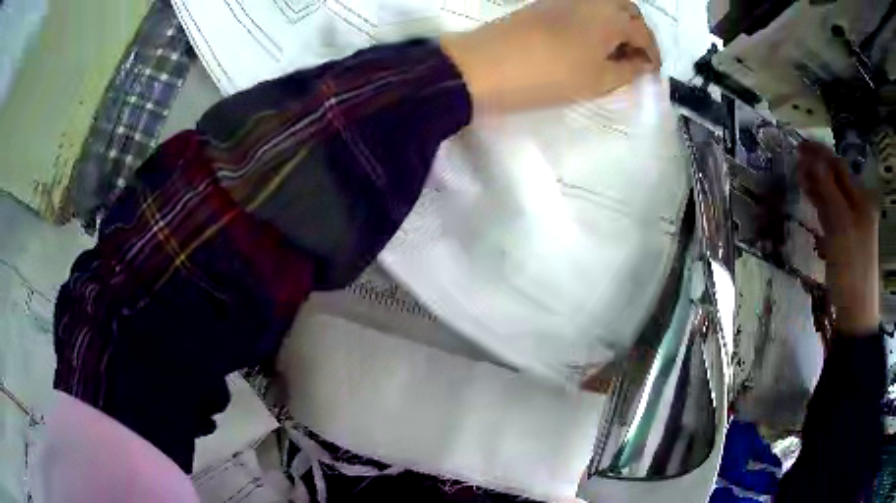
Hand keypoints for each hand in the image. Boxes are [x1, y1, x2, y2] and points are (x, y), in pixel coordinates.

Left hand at [441, 0, 660, 112]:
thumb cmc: (549, 76)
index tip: (652, 73)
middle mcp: (592, 0)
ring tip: (613, 53)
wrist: (486, 64)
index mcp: (611, 17)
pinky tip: (590, 42)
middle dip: (638, 32)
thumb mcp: (597, 81)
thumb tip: (643, 65)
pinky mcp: (547, 3)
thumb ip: (627, 72)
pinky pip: (585, 7)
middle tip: (635, 59)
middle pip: (628, 10)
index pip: (644, 33)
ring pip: (606, 6)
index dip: (653, 54)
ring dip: (618, 24)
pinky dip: (597, 20)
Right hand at [797, 142, 878, 334]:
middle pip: (837, 179)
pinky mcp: (848, 242)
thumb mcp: (839, 226)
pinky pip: (834, 215)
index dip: (820, 153)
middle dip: (818, 168)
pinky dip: (822, 205)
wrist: (856, 314)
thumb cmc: (850, 269)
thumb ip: (827, 190)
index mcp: (862, 199)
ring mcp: (854, 225)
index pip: (839, 166)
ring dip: (818, 185)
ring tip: (799, 178)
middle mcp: (860, 207)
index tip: (798, 146)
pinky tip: (812, 202)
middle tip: (796, 160)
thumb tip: (812, 159)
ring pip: (835, 197)